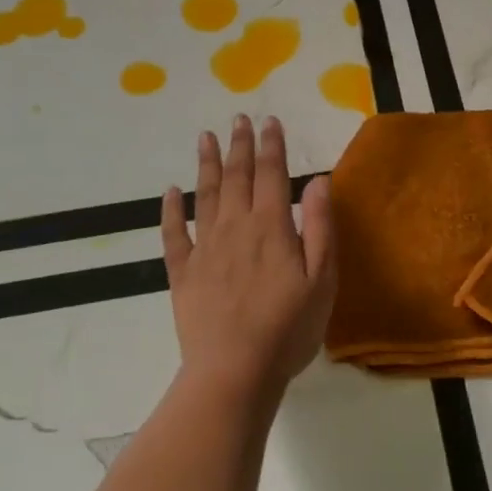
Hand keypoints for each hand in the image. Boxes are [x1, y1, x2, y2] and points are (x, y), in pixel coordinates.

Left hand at [162, 115, 335, 401]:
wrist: (234, 372)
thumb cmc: (288, 328)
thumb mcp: (322, 279)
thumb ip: (321, 227)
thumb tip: (318, 181)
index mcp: (271, 227)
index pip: (271, 174)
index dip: (271, 146)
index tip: (269, 121)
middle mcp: (235, 227)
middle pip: (237, 176)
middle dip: (239, 145)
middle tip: (238, 118)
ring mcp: (205, 248)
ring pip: (205, 195)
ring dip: (206, 164)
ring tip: (205, 137)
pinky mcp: (183, 273)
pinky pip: (173, 234)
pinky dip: (170, 210)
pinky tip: (170, 192)